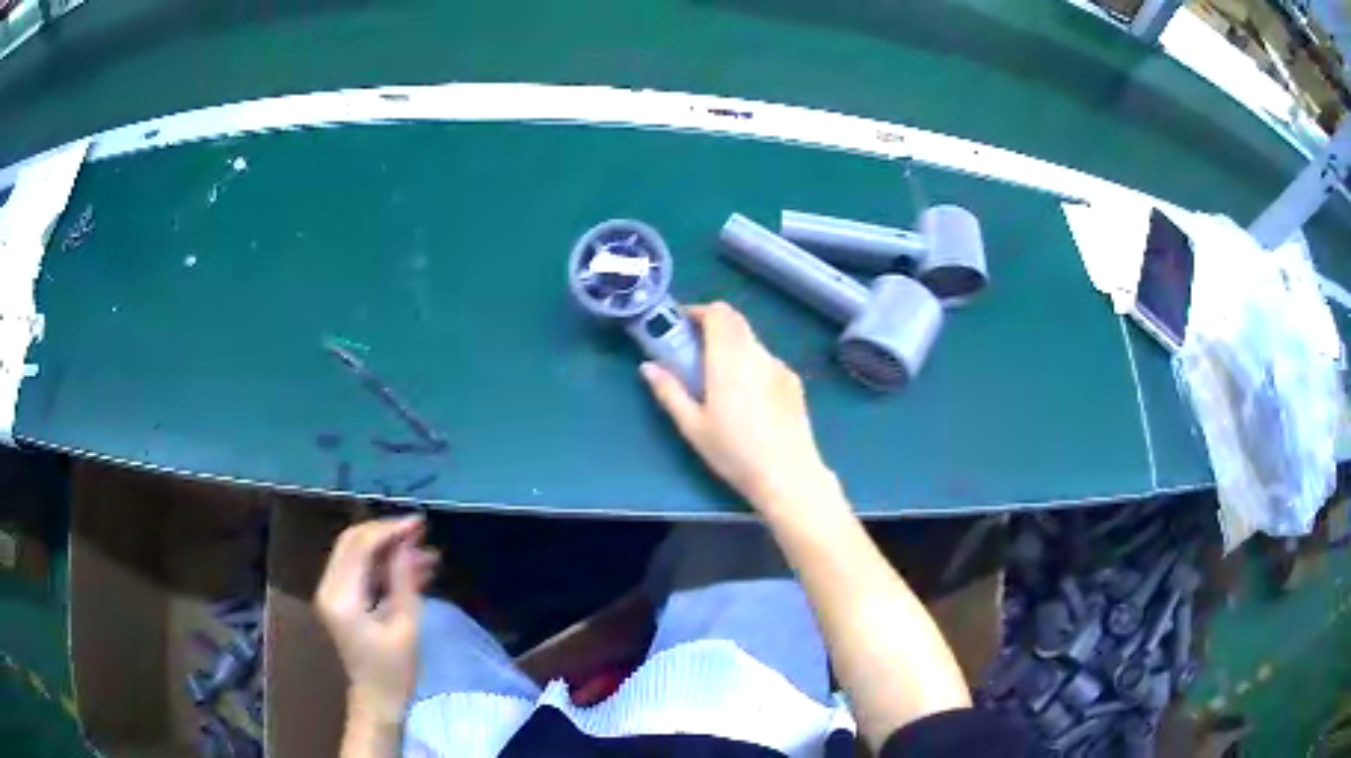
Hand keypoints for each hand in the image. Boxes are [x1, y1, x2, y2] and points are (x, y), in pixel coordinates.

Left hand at [316, 515, 438, 726]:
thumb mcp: (406, 626)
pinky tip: (413, 566)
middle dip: (386, 532)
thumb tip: (408, 545)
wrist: (377, 700)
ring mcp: (332, 593)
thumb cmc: (394, 671)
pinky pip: (359, 568)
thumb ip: (404, 581)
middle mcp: (329, 588)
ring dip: (387, 547)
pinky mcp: (340, 599)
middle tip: (419, 530)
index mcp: (342, 598)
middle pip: (352, 542)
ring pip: (355, 552)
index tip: (419, 524)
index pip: (360, 547)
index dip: (389, 530)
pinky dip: (383, 563)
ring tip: (424, 551)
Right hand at [641, 302, 840, 517]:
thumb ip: (669, 392)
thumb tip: (647, 366)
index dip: (699, 311)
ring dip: (732, 344)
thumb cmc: (734, 453)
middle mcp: (756, 354)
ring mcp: (779, 366)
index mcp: (729, 360)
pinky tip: (747, 395)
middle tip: (694, 348)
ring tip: (718, 375)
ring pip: (752, 339)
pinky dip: (751, 362)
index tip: (682, 325)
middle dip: (713, 324)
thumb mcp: (693, 427)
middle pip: (736, 320)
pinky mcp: (793, 381)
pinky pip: (766, 359)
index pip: (718, 313)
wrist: (788, 475)